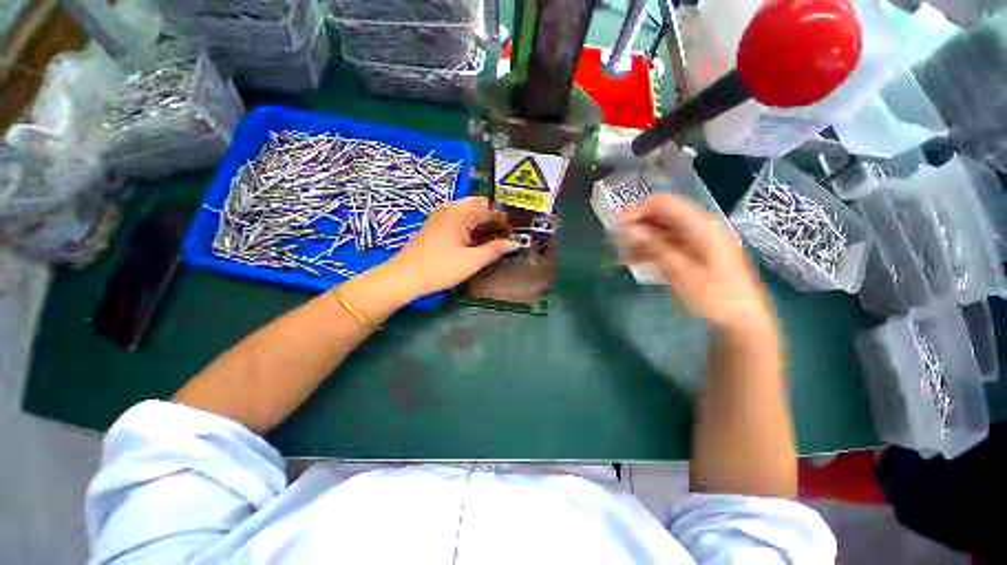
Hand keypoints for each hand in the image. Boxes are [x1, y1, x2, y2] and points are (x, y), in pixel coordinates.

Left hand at [384, 196, 514, 297]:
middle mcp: (450, 209)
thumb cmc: (441, 267)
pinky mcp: (435, 225)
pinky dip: (470, 223)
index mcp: (460, 213)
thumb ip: (494, 250)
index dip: (504, 219)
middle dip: (492, 215)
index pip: (489, 210)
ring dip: (481, 219)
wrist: (405, 276)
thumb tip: (512, 242)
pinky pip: (458, 217)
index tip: (516, 228)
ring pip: (467, 211)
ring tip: (493, 235)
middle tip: (504, 231)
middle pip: (477, 205)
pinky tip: (475, 238)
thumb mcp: (472, 261)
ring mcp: (440, 216)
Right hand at [620, 195, 776, 333]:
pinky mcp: (694, 256)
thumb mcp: (681, 272)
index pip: (663, 204)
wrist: (741, 322)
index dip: (638, 211)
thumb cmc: (714, 297)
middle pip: (662, 217)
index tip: (617, 227)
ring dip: (641, 240)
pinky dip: (650, 251)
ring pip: (662, 232)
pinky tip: (634, 261)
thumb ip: (654, 246)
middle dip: (637, 226)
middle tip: (615, 242)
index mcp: (701, 226)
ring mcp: (697, 243)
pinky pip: (667, 246)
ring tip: (621, 254)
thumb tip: (627, 228)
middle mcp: (699, 228)